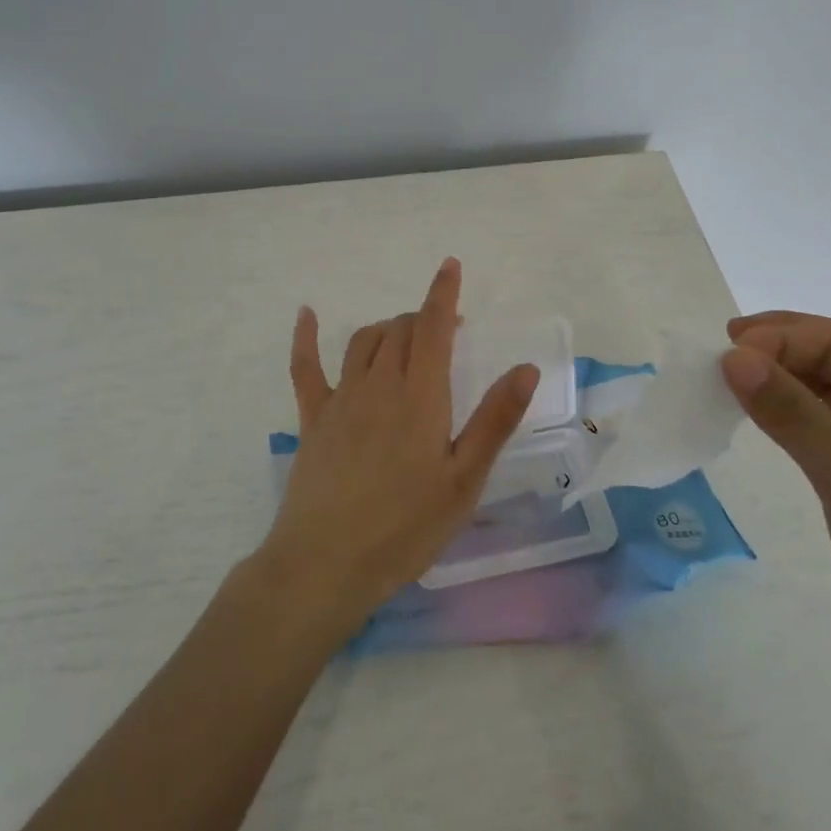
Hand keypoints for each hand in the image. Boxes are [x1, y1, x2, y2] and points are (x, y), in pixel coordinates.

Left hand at [254, 258, 538, 637]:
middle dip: (422, 318)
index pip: (433, 328)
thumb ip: (494, 420)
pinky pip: (305, 367)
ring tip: (403, 336)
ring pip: (363, 342)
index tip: (450, 266)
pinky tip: (306, 314)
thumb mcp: (464, 480)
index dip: (442, 294)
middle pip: (399, 330)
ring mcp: (340, 399)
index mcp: (420, 396)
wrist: (326, 563)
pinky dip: (306, 337)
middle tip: (444, 332)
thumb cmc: (406, 527)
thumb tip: (525, 367)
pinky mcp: (312, 419)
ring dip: (386, 328)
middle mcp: (378, 385)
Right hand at [720, 312, 830, 713]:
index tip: (724, 351)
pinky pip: (823, 436)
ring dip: (780, 384)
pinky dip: (787, 421)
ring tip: (728, 384)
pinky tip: (759, 425)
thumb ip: (792, 412)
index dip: (782, 336)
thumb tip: (733, 356)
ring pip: (827, 400)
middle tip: (718, 356)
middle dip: (779, 351)